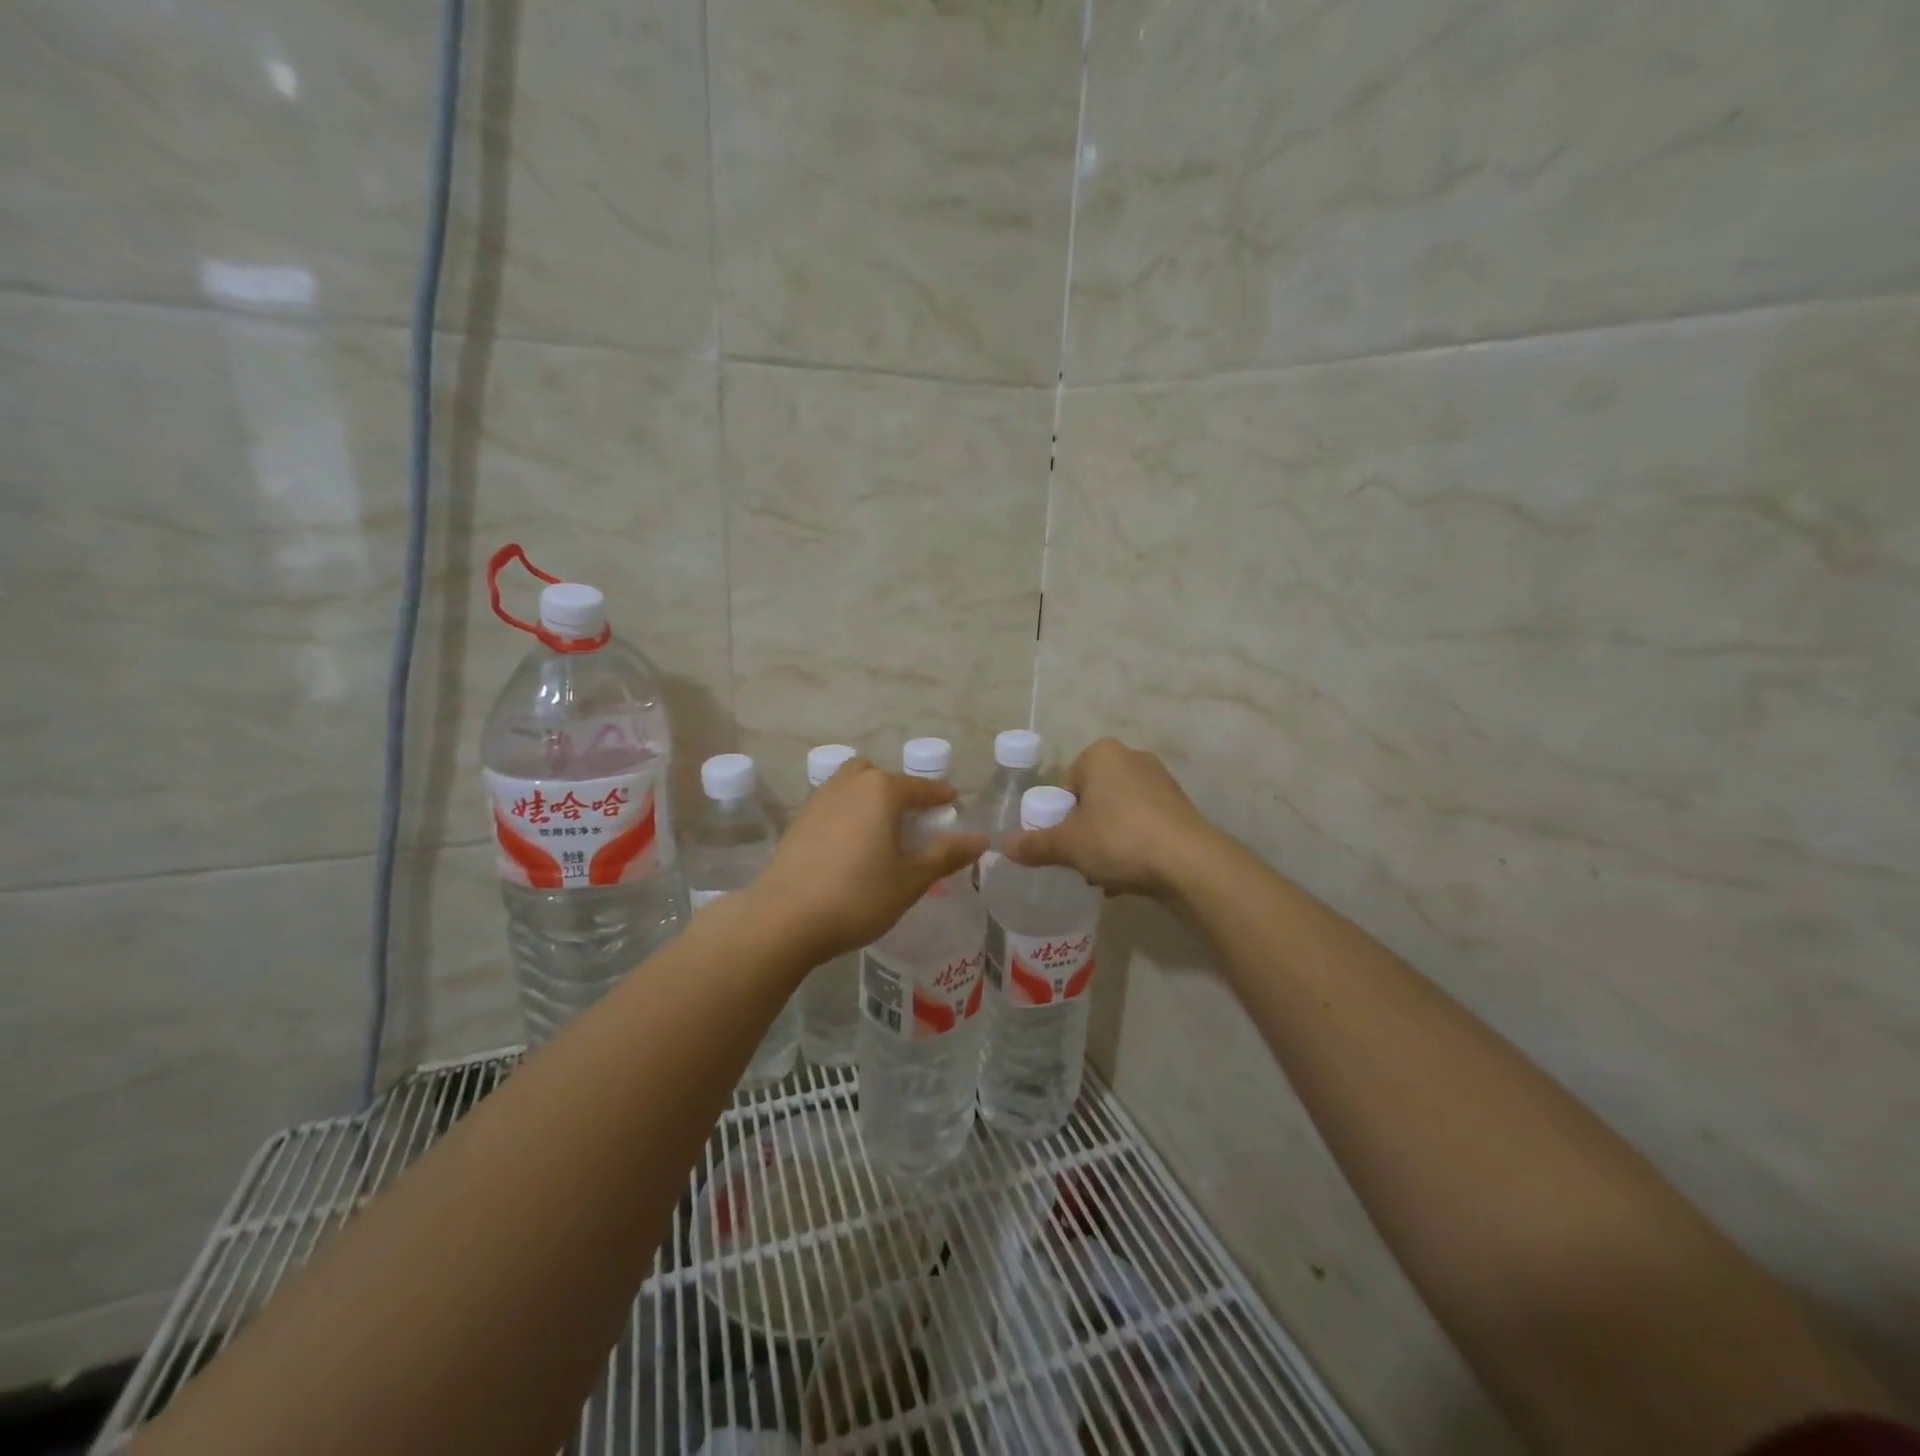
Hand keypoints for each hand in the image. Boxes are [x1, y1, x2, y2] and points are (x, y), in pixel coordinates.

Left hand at [744, 758, 985, 963]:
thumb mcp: (911, 879)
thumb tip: (981, 838)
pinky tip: (851, 847)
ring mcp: (819, 800)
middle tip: (912, 822)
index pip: (921, 787)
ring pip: (852, 786)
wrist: (784, 918)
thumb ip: (946, 854)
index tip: (954, 805)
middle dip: (899, 792)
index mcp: (881, 790)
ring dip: (870, 800)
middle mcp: (850, 784)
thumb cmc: (858, 896)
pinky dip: (848, 815)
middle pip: (881, 777)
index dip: (941, 797)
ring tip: (882, 833)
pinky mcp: (799, 821)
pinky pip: (833, 805)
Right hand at [1003, 737, 1215, 900]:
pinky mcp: (1181, 807)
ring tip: (1106, 876)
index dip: (1059, 818)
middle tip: (1082, 861)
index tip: (1064, 845)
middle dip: (1085, 832)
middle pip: (1092, 800)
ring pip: (1118, 815)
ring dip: (1108, 842)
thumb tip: (1005, 846)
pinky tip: (1129, 877)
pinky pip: (1144, 825)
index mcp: (1101, 754)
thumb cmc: (1119, 839)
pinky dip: (1133, 846)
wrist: (1189, 862)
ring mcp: (1161, 782)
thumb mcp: (1068, 845)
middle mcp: (1132, 758)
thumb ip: (1035, 844)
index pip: (1066, 785)